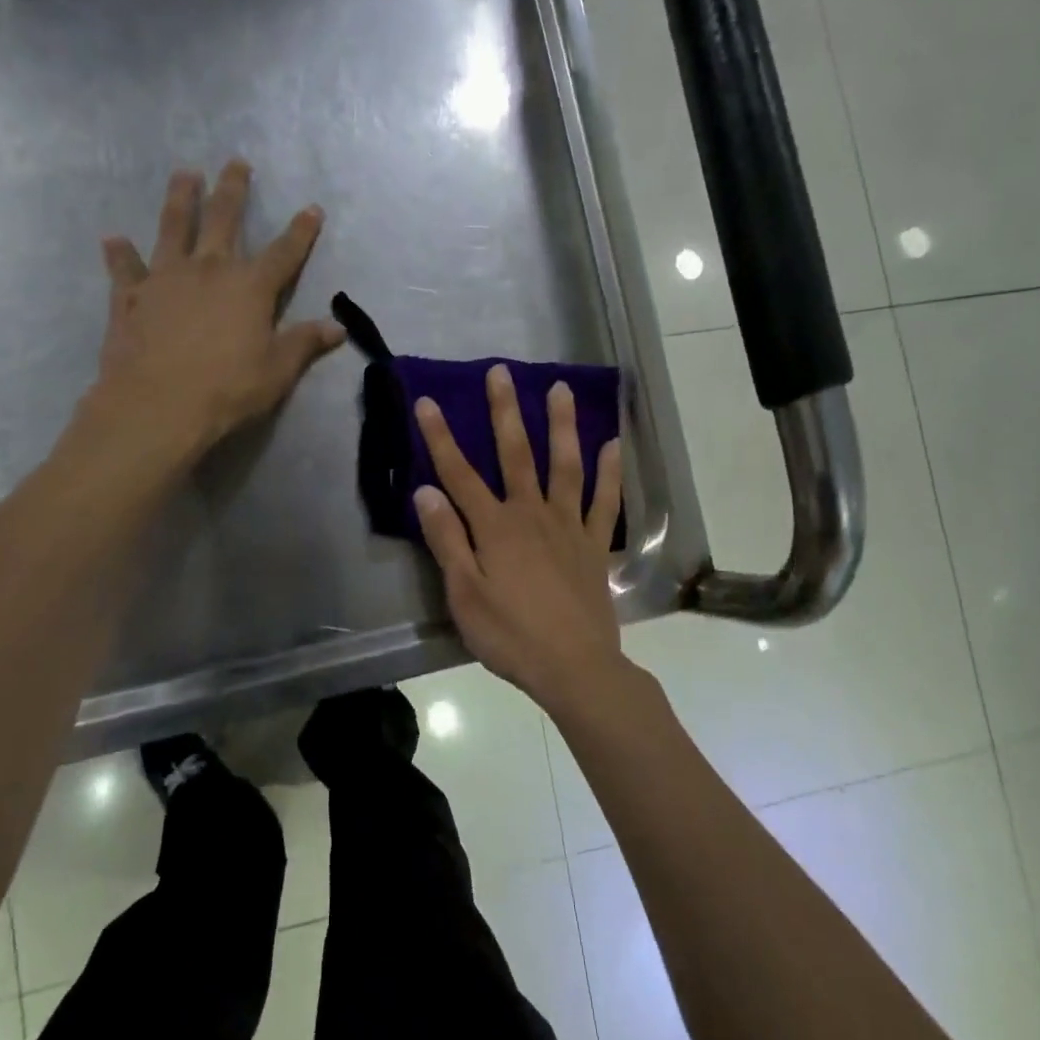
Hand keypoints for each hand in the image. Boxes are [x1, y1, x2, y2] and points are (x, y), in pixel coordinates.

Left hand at [64, 161, 344, 463]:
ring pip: (173, 227)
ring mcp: (165, 278)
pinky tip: (113, 239)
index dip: (301, 231)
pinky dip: (120, 254)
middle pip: (223, 219)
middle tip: (235, 162)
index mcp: (250, 287)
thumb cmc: (227, 389)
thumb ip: (305, 343)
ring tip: (184, 174)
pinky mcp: (131, 296)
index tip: (312, 208)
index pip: (285, 252)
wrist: (158, 405)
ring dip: (179, 198)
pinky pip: (125, 268)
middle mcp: (209, 269)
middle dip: (233, 190)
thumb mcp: (277, 371)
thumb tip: (337, 327)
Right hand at [412, 364, 625, 704]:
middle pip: (515, 454)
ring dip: (561, 425)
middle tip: (501, 372)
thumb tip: (425, 491)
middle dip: (504, 411)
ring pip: (564, 465)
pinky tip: (613, 444)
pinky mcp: (594, 544)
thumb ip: (447, 540)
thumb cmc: (510, 635)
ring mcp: (568, 525)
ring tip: (560, 389)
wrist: (574, 667)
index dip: (440, 437)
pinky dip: (610, 472)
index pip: (459, 474)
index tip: (426, 401)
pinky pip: (605, 501)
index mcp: (494, 527)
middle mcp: (531, 514)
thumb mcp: (464, 594)